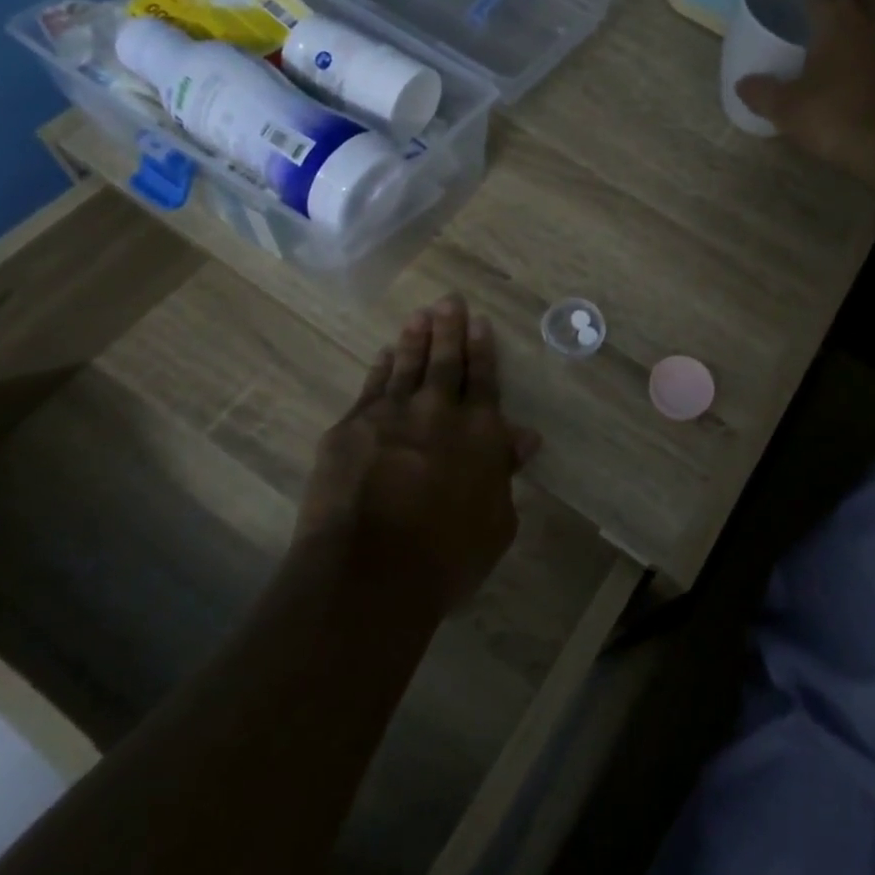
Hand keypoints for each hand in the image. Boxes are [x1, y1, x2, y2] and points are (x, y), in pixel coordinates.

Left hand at [298, 295, 540, 608]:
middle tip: (449, 301)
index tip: (480, 322)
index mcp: (479, 433)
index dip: (483, 349)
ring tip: (420, 315)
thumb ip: (505, 473)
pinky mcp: (350, 428)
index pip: (484, 380)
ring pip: (406, 366)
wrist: (369, 574)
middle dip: (449, 329)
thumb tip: (525, 436)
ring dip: (414, 339)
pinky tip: (382, 354)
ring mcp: (389, 416)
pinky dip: (379, 368)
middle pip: (446, 362)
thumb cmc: (446, 558)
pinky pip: (370, 387)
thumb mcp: (496, 522)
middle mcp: (437, 412)